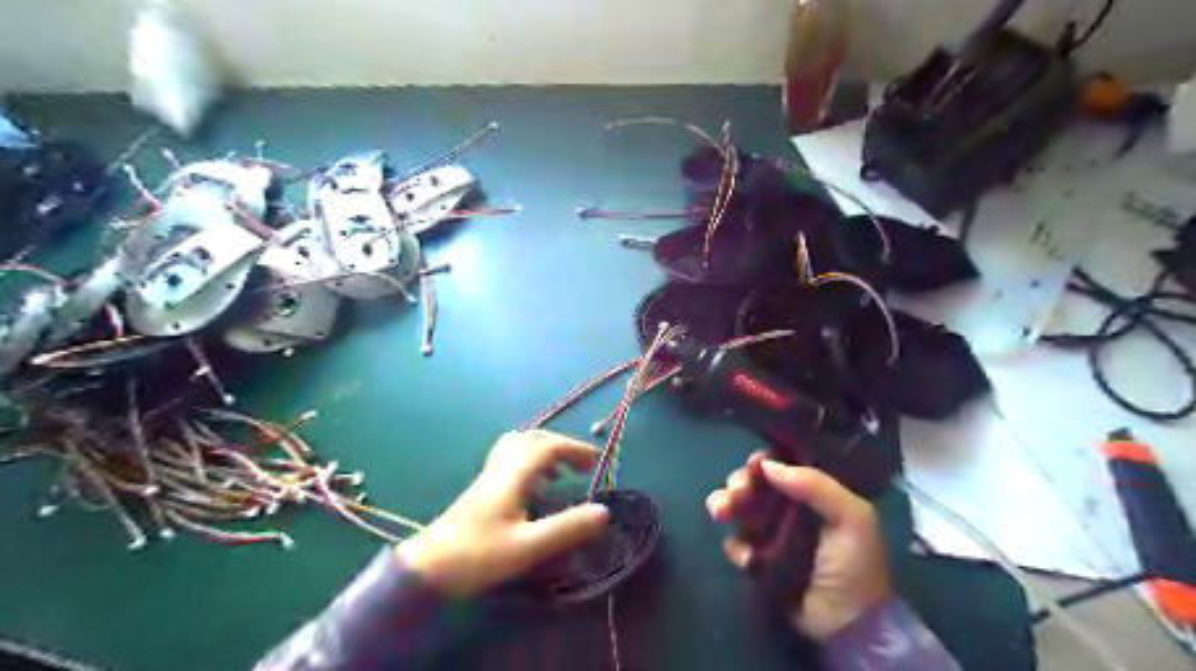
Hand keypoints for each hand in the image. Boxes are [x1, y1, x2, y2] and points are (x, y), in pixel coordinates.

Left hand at [397, 430, 610, 597]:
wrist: (426, 568)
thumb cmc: (477, 556)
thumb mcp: (528, 546)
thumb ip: (566, 528)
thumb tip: (603, 512)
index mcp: (513, 475)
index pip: (548, 446)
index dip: (575, 448)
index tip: (597, 462)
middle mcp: (500, 468)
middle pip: (532, 439)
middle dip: (561, 445)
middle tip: (582, 464)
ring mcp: (488, 477)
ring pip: (519, 447)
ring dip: (544, 452)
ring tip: (562, 473)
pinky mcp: (481, 489)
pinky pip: (510, 461)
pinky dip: (530, 465)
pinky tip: (535, 490)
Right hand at [703, 454, 892, 641]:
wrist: (847, 625)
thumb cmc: (853, 565)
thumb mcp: (851, 518)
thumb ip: (815, 485)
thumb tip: (767, 465)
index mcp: (815, 494)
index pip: (783, 466)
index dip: (764, 461)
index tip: (753, 465)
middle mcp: (791, 509)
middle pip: (755, 484)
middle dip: (739, 482)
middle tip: (736, 493)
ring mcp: (772, 535)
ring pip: (740, 509)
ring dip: (725, 504)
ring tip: (719, 512)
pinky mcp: (759, 561)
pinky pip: (737, 543)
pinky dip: (736, 546)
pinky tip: (747, 557)